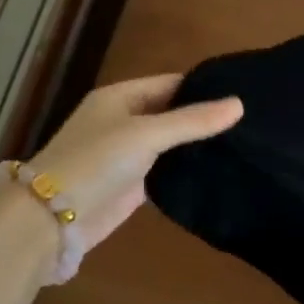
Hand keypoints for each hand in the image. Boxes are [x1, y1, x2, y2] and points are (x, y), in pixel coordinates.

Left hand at [23, 74, 242, 249]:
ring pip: (172, 143)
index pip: (171, 84)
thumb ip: (193, 121)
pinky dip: (189, 168)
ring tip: (245, 141)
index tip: (243, 91)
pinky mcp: (134, 185)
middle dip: (204, 116)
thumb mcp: (146, 134)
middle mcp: (124, 121)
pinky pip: (167, 170)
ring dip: (198, 144)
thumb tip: (240, 104)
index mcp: (120, 98)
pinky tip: (220, 168)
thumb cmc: (96, 162)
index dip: (203, 87)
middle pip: (172, 112)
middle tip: (251, 119)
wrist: (52, 219)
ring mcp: (128, 154)